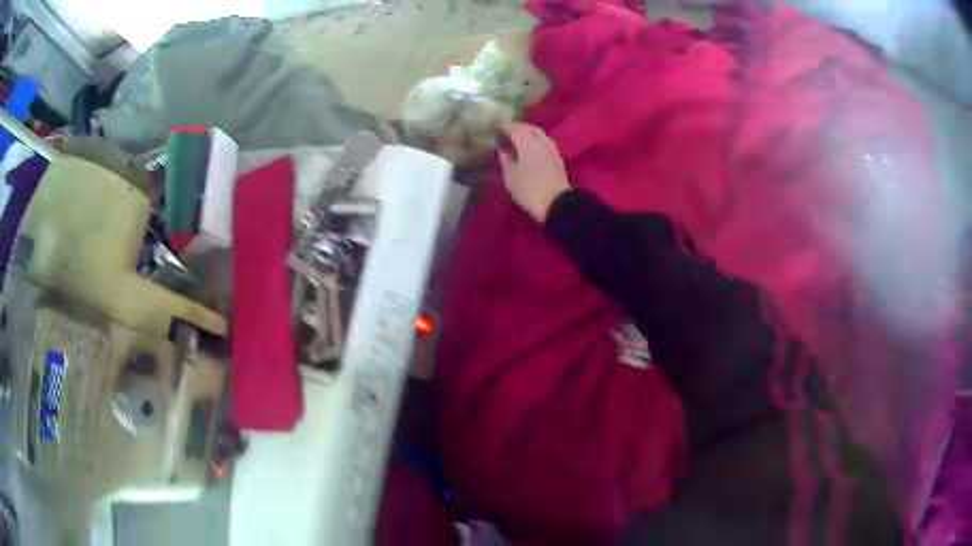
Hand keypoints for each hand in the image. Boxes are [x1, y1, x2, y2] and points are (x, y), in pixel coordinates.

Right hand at [498, 123, 570, 222]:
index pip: (512, 127)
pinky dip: (534, 140)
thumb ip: (505, 159)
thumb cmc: (529, 189)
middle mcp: (540, 139)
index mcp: (526, 141)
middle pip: (527, 127)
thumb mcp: (510, 176)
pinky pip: (543, 141)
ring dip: (526, 132)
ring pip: (537, 133)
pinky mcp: (557, 157)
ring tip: (516, 138)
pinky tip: (528, 147)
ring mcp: (551, 147)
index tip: (493, 125)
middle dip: (516, 126)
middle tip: (504, 130)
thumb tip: (502, 149)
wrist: (557, 203)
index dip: (502, 125)